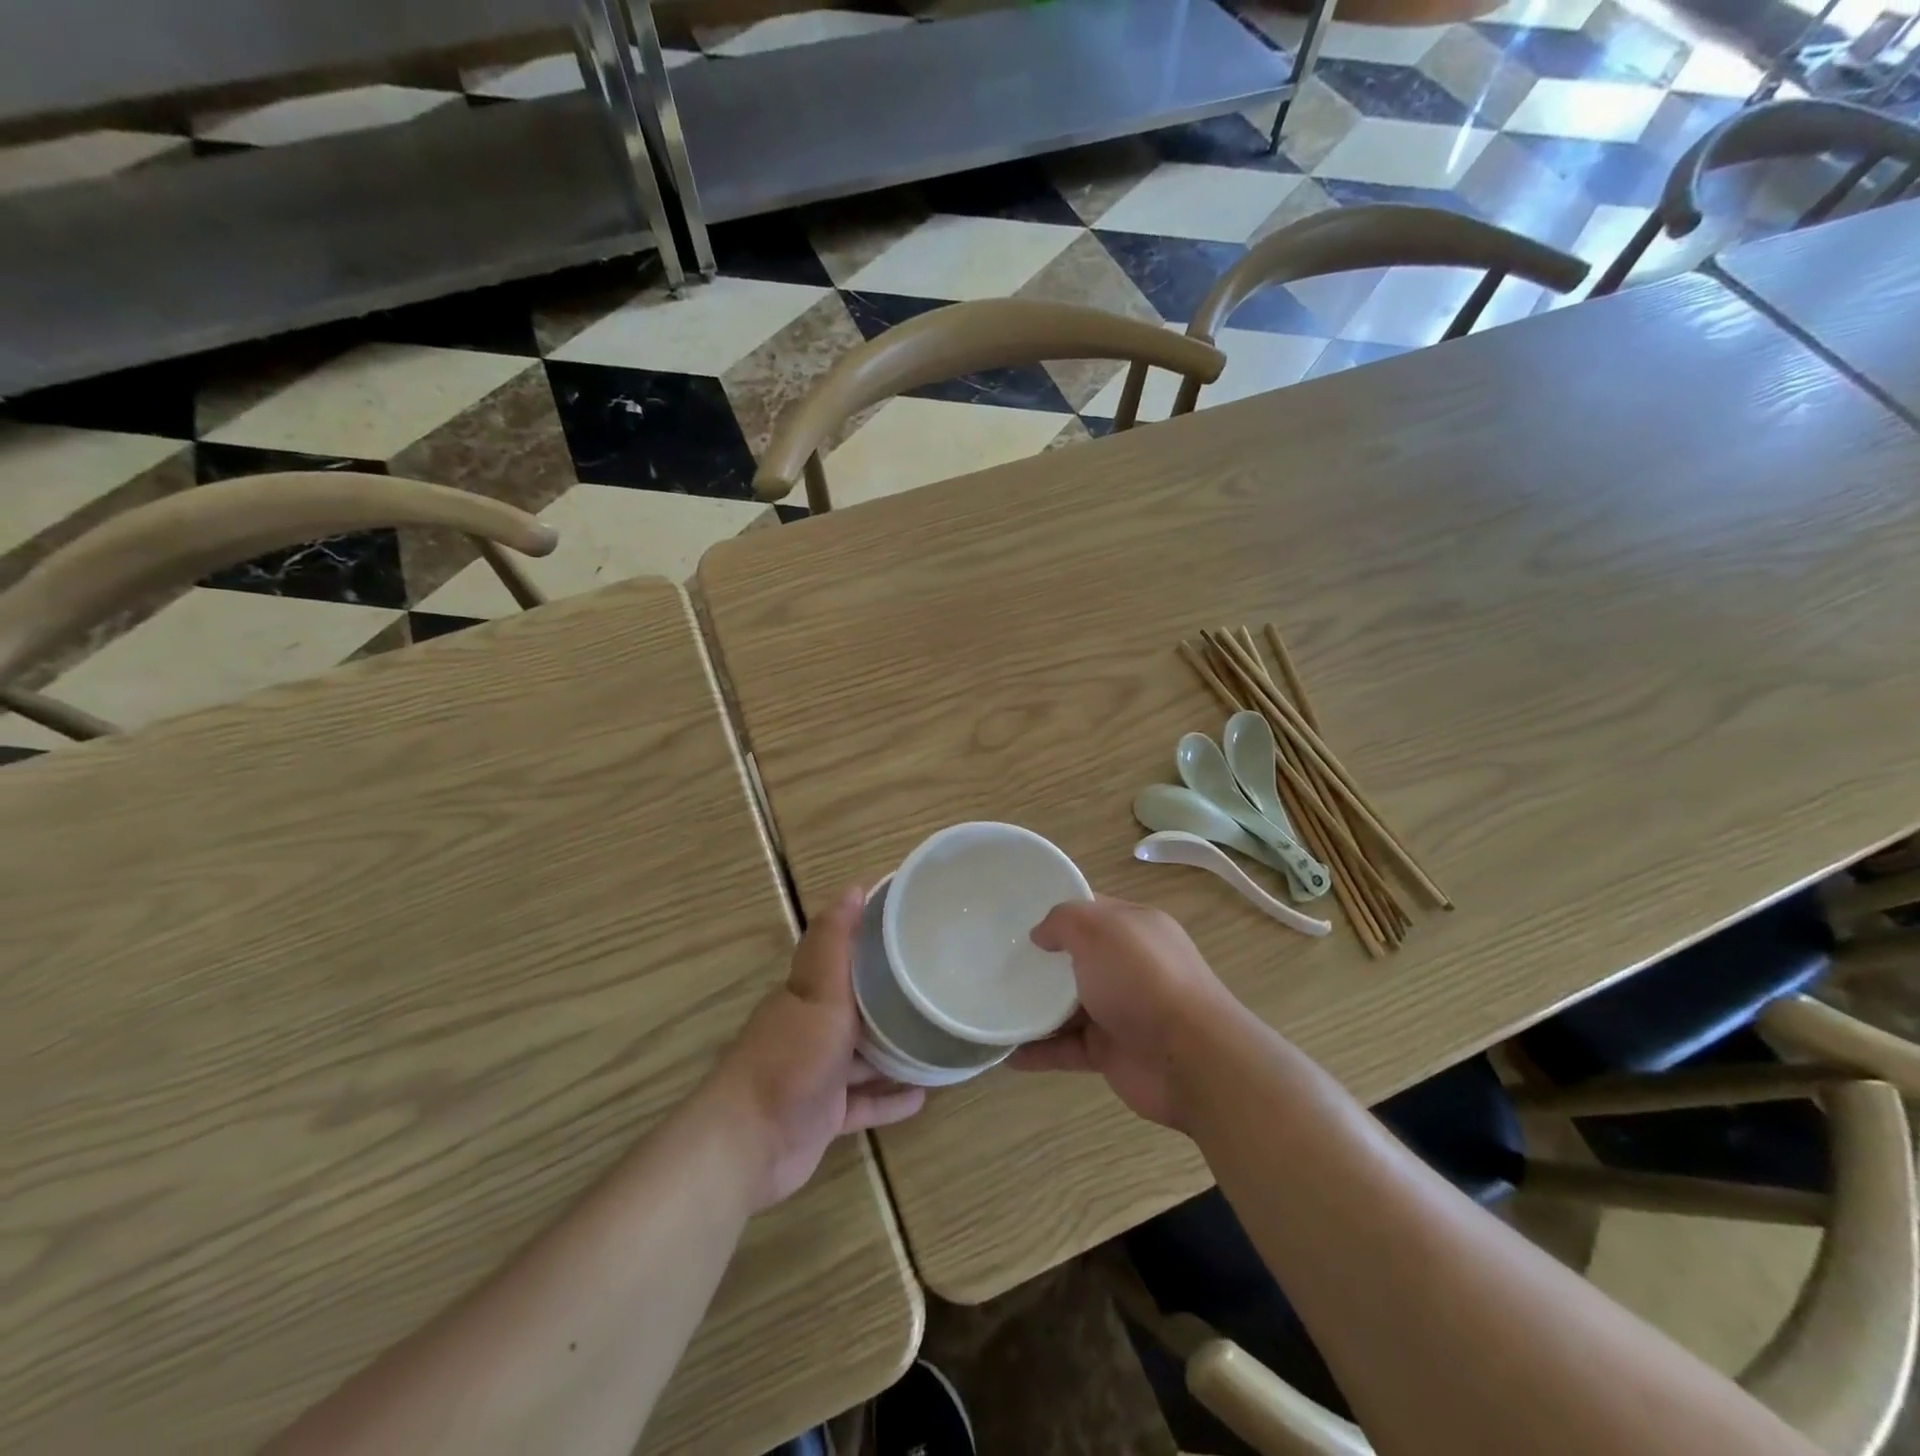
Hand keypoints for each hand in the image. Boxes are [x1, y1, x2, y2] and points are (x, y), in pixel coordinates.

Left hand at [713, 886, 924, 1210]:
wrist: (751, 1142)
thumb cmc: (791, 1057)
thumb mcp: (818, 991)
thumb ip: (834, 942)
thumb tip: (854, 886)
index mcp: (809, 994)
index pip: (843, 957)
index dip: (873, 941)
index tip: (913, 930)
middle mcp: (812, 1028)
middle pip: (857, 1007)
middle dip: (890, 998)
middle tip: (937, 987)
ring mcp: (818, 1074)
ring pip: (864, 1056)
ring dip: (895, 1050)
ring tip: (937, 1039)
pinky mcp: (825, 1116)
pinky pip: (864, 1103)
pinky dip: (889, 1098)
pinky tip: (923, 1095)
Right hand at [1010, 896, 1238, 1129]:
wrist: (1192, 1059)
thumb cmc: (1144, 979)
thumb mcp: (1099, 929)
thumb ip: (1063, 921)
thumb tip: (1040, 935)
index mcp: (1134, 929)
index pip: (1091, 910)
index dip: (1056, 911)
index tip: (1015, 916)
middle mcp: (1129, 967)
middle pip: (1076, 959)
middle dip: (1040, 961)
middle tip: (995, 961)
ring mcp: (1120, 1011)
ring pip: (1067, 1006)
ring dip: (1034, 1008)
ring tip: (993, 1005)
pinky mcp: (1111, 1052)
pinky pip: (1066, 1048)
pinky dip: (1039, 1051)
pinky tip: (1007, 1053)